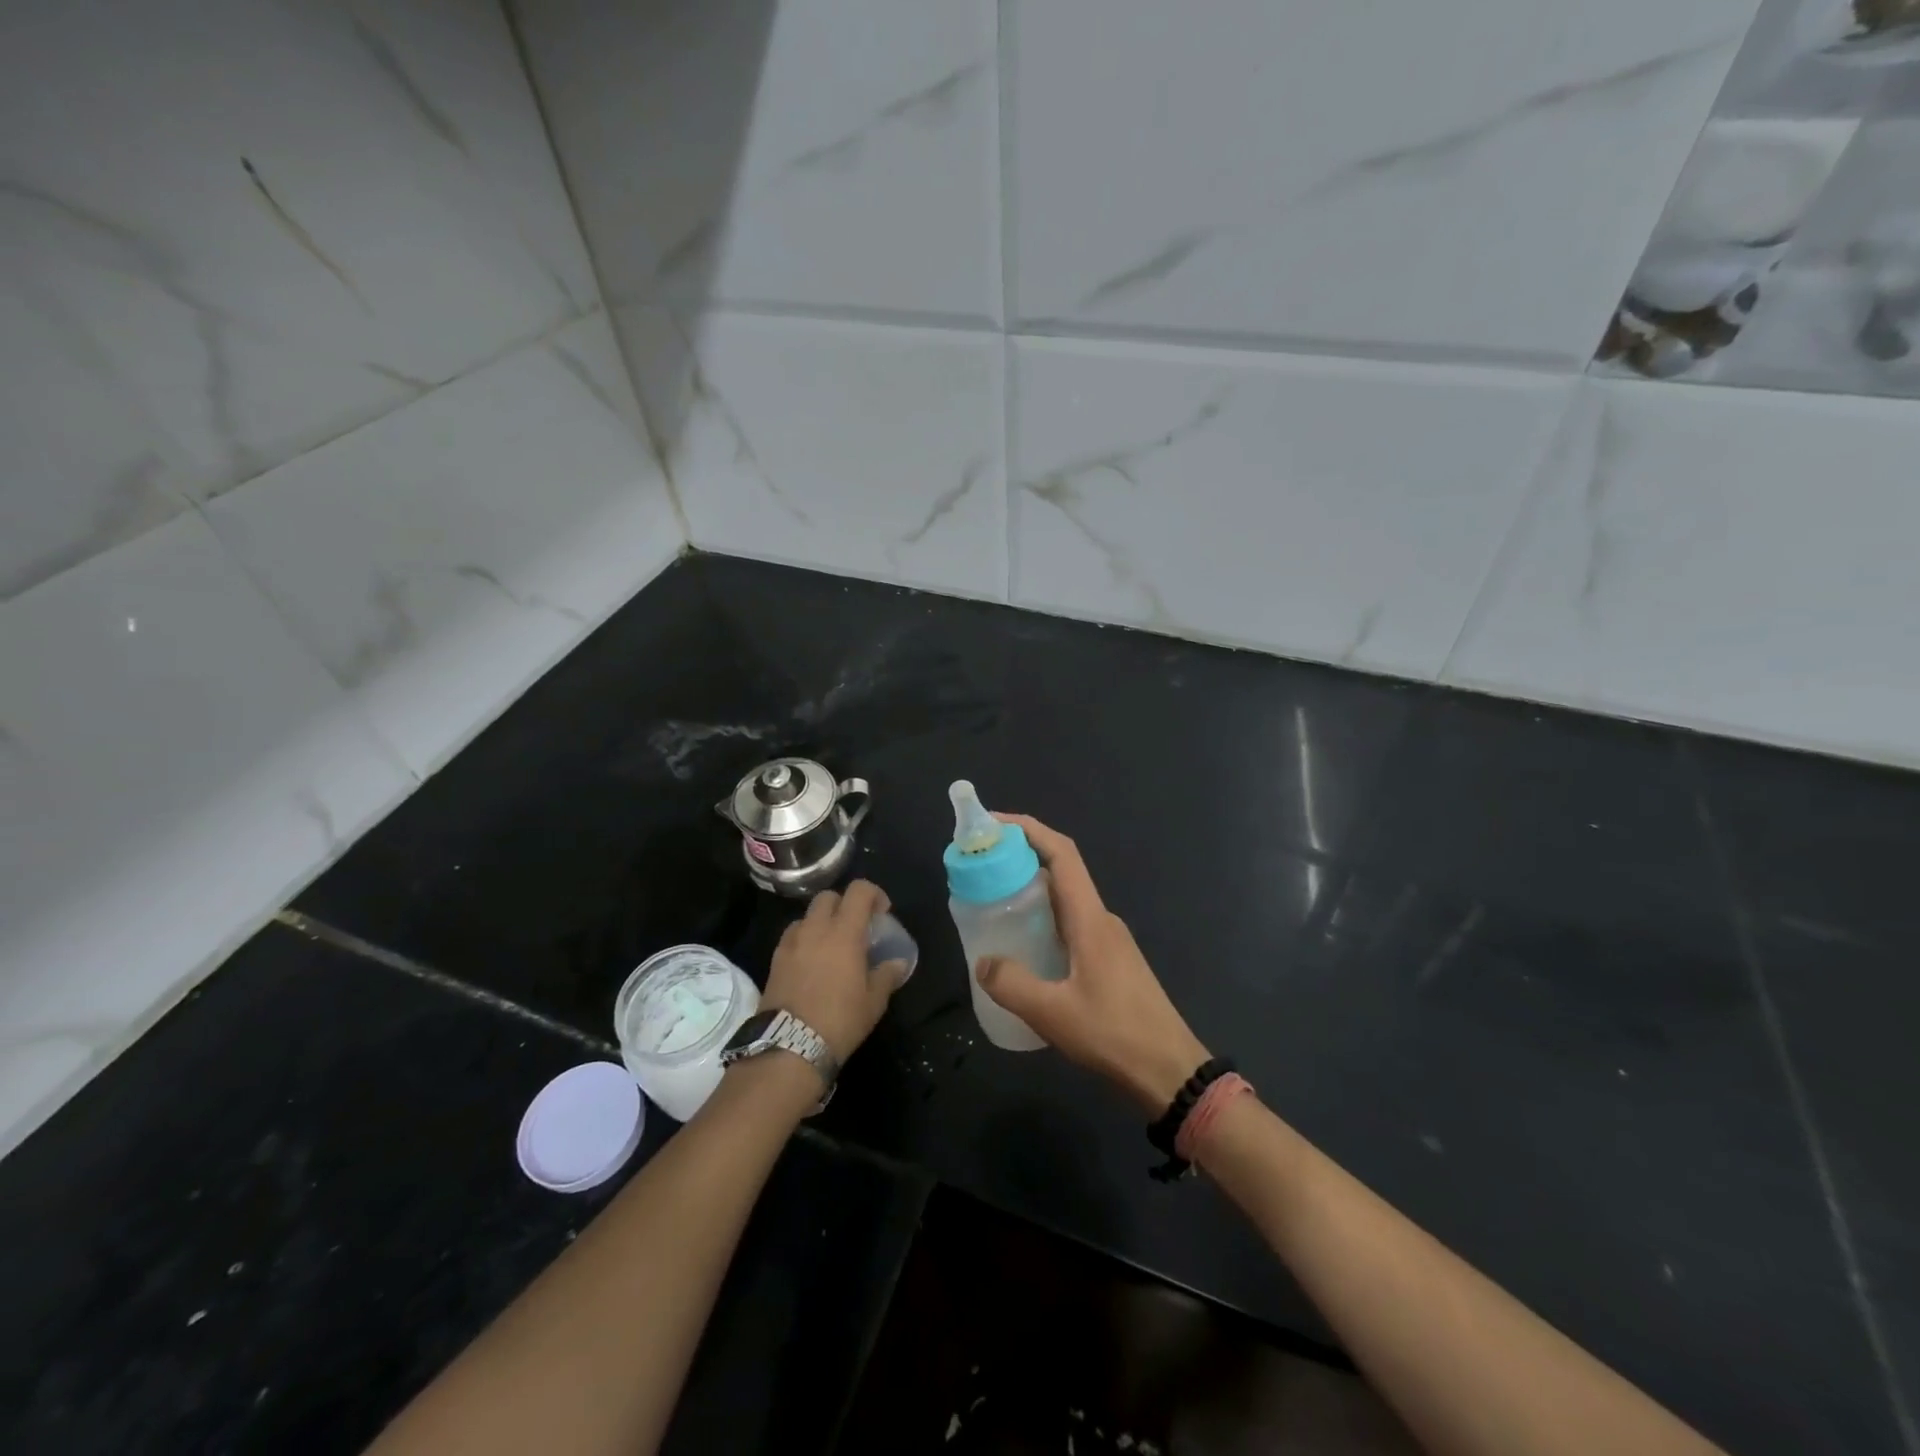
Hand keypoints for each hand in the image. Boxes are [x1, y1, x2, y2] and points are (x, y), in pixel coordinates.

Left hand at [762, 879, 907, 1064]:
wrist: (789, 1046)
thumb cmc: (840, 1020)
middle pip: (829, 897)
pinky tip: (811, 962)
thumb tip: (898, 963)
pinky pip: (792, 935)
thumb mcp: (874, 1002)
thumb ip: (887, 975)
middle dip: (844, 904)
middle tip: (855, 928)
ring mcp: (792, 942)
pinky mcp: (775, 959)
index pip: (859, 890)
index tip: (882, 913)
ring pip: (807, 915)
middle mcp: (816, 928)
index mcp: (844, 932)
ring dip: (822, 921)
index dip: (873, 894)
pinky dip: (804, 938)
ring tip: (830, 945)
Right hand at [974, 815, 1209, 1112]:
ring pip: (1064, 900)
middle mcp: (1100, 919)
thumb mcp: (1053, 1014)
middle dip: (1021, 858)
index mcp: (1090, 919)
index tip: (993, 823)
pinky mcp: (1109, 960)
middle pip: (1060, 871)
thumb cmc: (1115, 1035)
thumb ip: (1012, 984)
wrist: (1170, 1071)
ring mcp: (1108, 940)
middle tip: (980, 867)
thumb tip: (983, 962)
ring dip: (1030, 890)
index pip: (1062, 854)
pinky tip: (1021, 946)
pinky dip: (1042, 919)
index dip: (1029, 830)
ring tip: (991, 901)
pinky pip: (1069, 924)